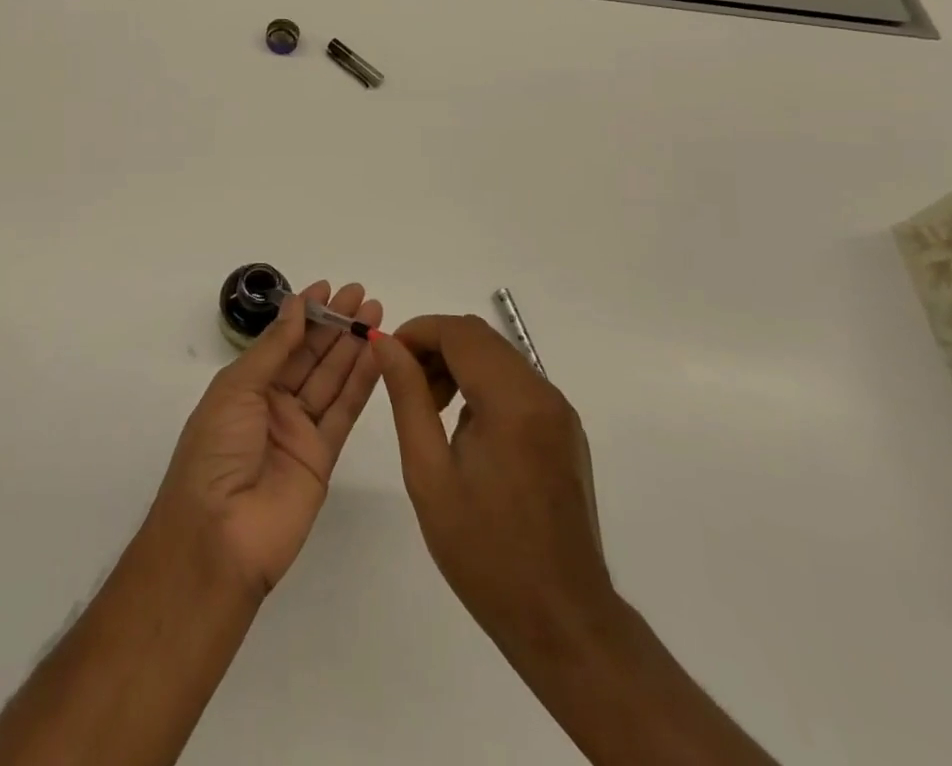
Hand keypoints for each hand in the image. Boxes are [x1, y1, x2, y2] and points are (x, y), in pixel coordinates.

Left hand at [153, 282, 383, 595]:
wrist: (218, 537)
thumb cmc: (215, 451)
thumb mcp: (236, 389)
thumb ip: (273, 348)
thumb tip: (296, 305)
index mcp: (245, 386)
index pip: (282, 340)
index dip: (305, 313)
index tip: (328, 287)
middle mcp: (273, 404)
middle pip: (310, 355)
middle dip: (335, 324)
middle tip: (361, 294)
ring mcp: (299, 431)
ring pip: (331, 379)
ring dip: (353, 346)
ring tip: (376, 314)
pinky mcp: (323, 458)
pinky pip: (343, 412)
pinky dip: (361, 383)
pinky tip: (377, 355)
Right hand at [373, 314, 616, 670]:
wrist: (562, 620)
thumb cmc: (485, 552)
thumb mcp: (429, 473)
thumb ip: (408, 398)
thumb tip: (386, 344)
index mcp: (512, 401)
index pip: (459, 331)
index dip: (417, 332)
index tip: (386, 358)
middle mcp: (543, 393)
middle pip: (480, 338)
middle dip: (435, 347)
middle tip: (405, 387)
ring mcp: (560, 412)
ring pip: (499, 357)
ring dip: (458, 365)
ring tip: (430, 411)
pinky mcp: (565, 431)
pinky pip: (517, 384)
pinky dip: (483, 386)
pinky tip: (464, 431)